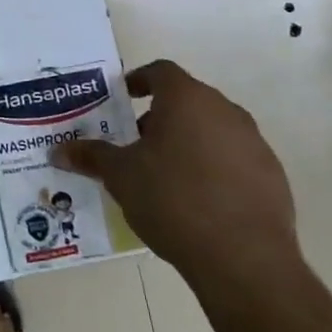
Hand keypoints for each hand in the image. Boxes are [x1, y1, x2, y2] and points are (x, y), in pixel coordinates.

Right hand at [54, 60, 301, 299]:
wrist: (244, 259)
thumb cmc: (173, 200)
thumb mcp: (121, 176)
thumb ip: (91, 156)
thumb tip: (58, 151)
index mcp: (187, 99)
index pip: (160, 71)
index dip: (138, 80)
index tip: (123, 98)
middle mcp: (225, 111)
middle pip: (187, 101)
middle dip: (160, 117)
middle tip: (136, 144)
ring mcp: (254, 143)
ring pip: (213, 130)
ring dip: (188, 142)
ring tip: (164, 175)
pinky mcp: (272, 176)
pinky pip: (234, 159)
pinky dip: (214, 168)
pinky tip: (198, 201)